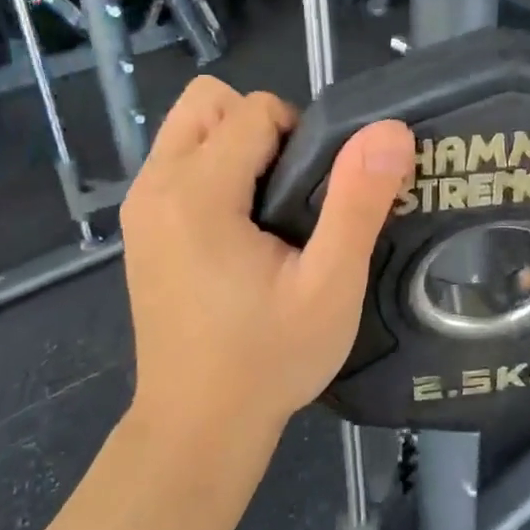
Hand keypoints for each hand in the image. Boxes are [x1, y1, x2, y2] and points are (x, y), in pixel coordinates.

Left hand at [120, 76, 415, 447]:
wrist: (198, 427)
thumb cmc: (269, 359)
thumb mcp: (330, 285)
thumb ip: (359, 201)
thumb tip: (390, 131)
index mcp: (197, 192)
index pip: (253, 110)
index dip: (300, 136)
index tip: (318, 194)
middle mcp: (155, 185)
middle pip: (209, 102)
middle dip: (260, 126)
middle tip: (292, 191)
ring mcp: (140, 207)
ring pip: (189, 128)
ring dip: (234, 145)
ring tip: (268, 209)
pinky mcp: (139, 229)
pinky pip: (177, 163)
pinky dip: (213, 171)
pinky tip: (240, 230)